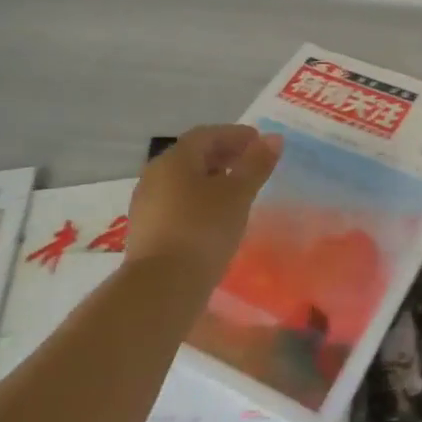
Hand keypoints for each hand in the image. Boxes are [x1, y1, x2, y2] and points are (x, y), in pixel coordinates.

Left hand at [127, 125, 282, 274]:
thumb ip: (256, 164)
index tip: (259, 142)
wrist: (162, 287)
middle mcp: (155, 175)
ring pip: (184, 180)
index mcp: (175, 159)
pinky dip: (199, 199)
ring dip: (211, 178)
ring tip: (238, 190)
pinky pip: (177, 202)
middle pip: (193, 155)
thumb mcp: (238, 194)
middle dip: (223, 155)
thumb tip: (274, 138)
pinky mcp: (147, 230)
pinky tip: (216, 215)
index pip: (207, 134)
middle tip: (251, 163)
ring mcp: (147, 204)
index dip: (235, 134)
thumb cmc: (203, 229)